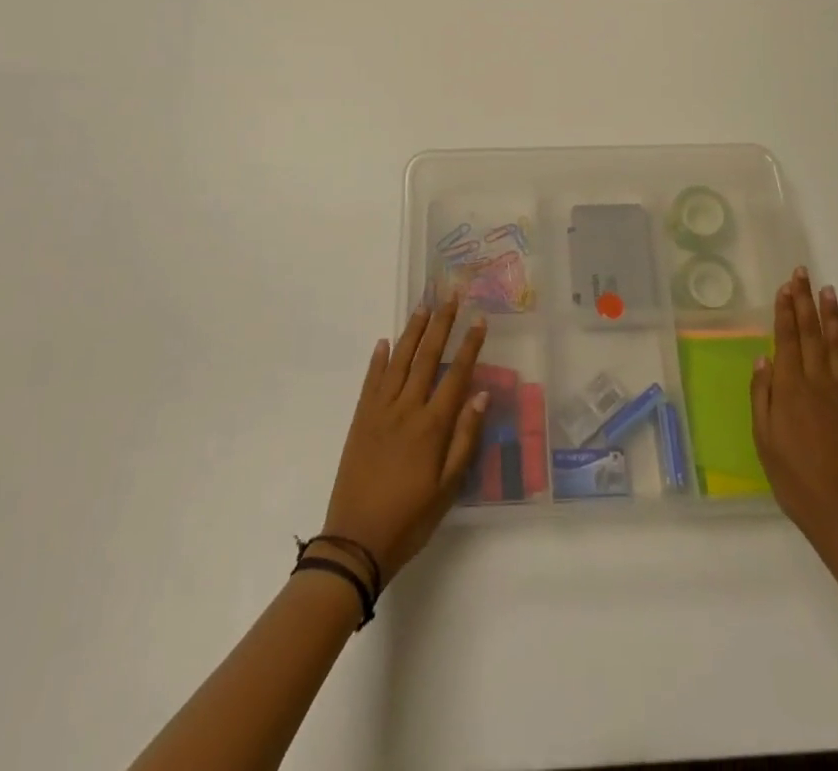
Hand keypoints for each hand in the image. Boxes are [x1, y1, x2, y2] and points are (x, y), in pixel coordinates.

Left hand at [320, 292, 488, 585]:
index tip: (479, 319)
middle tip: (450, 296)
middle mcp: (407, 409)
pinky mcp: (360, 420)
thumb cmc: (410, 519)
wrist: (355, 542)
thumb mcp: (447, 488)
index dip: (470, 346)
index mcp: (432, 426)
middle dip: (441, 324)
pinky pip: (371, 381)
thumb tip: (482, 394)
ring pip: (399, 361)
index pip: (456, 375)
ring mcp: (380, 411)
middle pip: (427, 357)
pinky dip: (379, 359)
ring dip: (412, 332)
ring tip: (423, 306)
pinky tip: (385, 342)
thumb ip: (465, 439)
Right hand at [751, 268, 837, 567]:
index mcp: (791, 390)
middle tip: (804, 274)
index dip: (785, 311)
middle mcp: (819, 385)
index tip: (785, 286)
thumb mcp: (764, 441)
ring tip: (830, 293)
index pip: (786, 340)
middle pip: (811, 335)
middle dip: (805, 302)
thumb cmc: (795, 481)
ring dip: (833, 319)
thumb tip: (762, 360)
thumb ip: (762, 397)